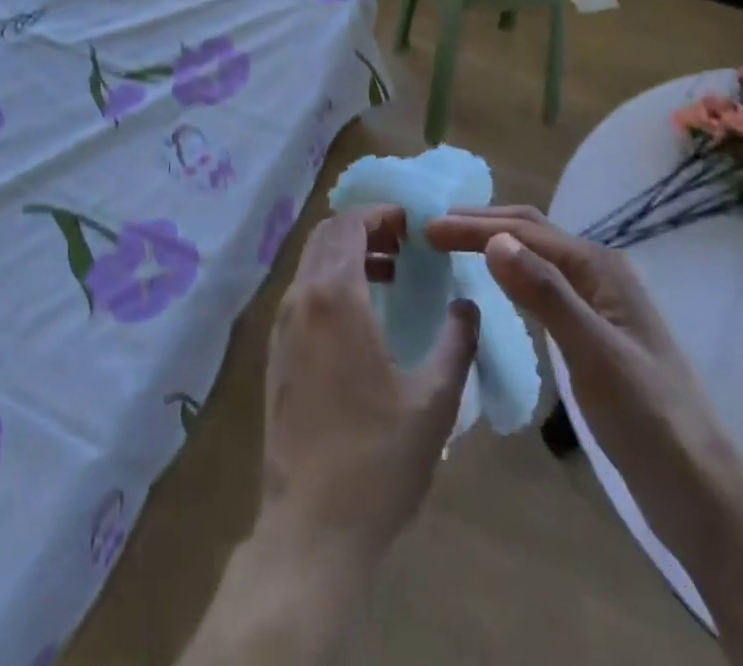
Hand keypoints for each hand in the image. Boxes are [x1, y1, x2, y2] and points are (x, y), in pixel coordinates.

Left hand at [261, 206, 479, 569]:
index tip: (414, 225)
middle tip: (405, 245)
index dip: (382, 214)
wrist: (312, 528)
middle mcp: (301, 299)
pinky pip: (304, 293)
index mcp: (335, 297)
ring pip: (312, 263)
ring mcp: (282, 326)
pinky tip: (364, 316)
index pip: (351, 223)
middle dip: (365, 228)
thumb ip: (456, 341)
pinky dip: (332, 282)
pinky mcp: (276, 352)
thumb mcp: (434, 399)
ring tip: (391, 274)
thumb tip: (467, 305)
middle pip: (327, 235)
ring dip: (348, 255)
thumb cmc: (378, 460)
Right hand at [424, 205, 738, 563]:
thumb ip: (546, 295)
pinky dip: (509, 275)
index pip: (524, 231)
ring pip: (535, 257)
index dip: (473, 227)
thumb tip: (493, 239)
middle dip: (479, 225)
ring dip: (493, 245)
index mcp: (599, 267)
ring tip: (451, 248)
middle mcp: (598, 273)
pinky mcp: (592, 332)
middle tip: (429, 231)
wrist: (700, 493)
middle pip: (530, 233)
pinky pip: (540, 287)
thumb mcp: (594, 354)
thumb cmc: (648, 419)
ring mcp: (596, 303)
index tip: (425, 231)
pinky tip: (493, 287)